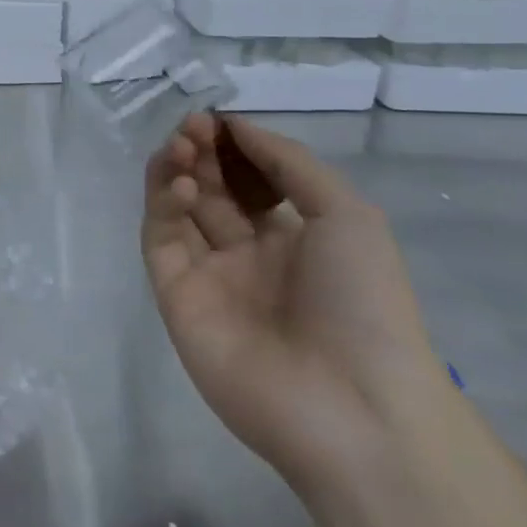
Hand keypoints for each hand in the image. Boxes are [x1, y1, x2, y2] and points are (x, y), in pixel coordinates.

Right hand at [143, 113, 449, 495]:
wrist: (354, 406)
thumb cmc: (365, 304)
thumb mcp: (348, 216)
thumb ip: (288, 163)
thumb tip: (236, 126)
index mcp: (293, 241)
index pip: (249, 182)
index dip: (233, 148)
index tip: (219, 120)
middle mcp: (247, 255)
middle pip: (211, 190)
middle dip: (202, 152)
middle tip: (194, 126)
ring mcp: (208, 275)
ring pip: (178, 209)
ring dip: (177, 170)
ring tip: (182, 145)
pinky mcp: (175, 295)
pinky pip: (162, 239)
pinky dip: (164, 204)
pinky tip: (183, 184)